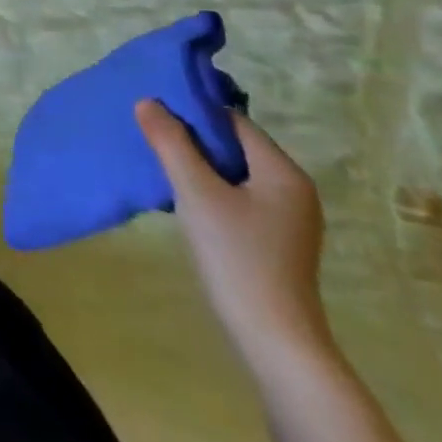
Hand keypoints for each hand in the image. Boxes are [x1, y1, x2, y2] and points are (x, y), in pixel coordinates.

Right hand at [135, 100, 330, 365]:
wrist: (273, 339)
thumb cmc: (237, 256)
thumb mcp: (195, 191)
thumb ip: (171, 142)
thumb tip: (148, 102)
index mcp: (283, 172)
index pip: (233, 121)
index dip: (193, 112)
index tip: (154, 112)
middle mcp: (292, 188)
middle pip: (234, 144)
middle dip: (192, 137)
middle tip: (150, 135)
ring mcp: (287, 216)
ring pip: (232, 171)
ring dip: (197, 163)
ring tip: (159, 162)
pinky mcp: (275, 238)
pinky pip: (237, 194)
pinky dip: (209, 187)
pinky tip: (182, 197)